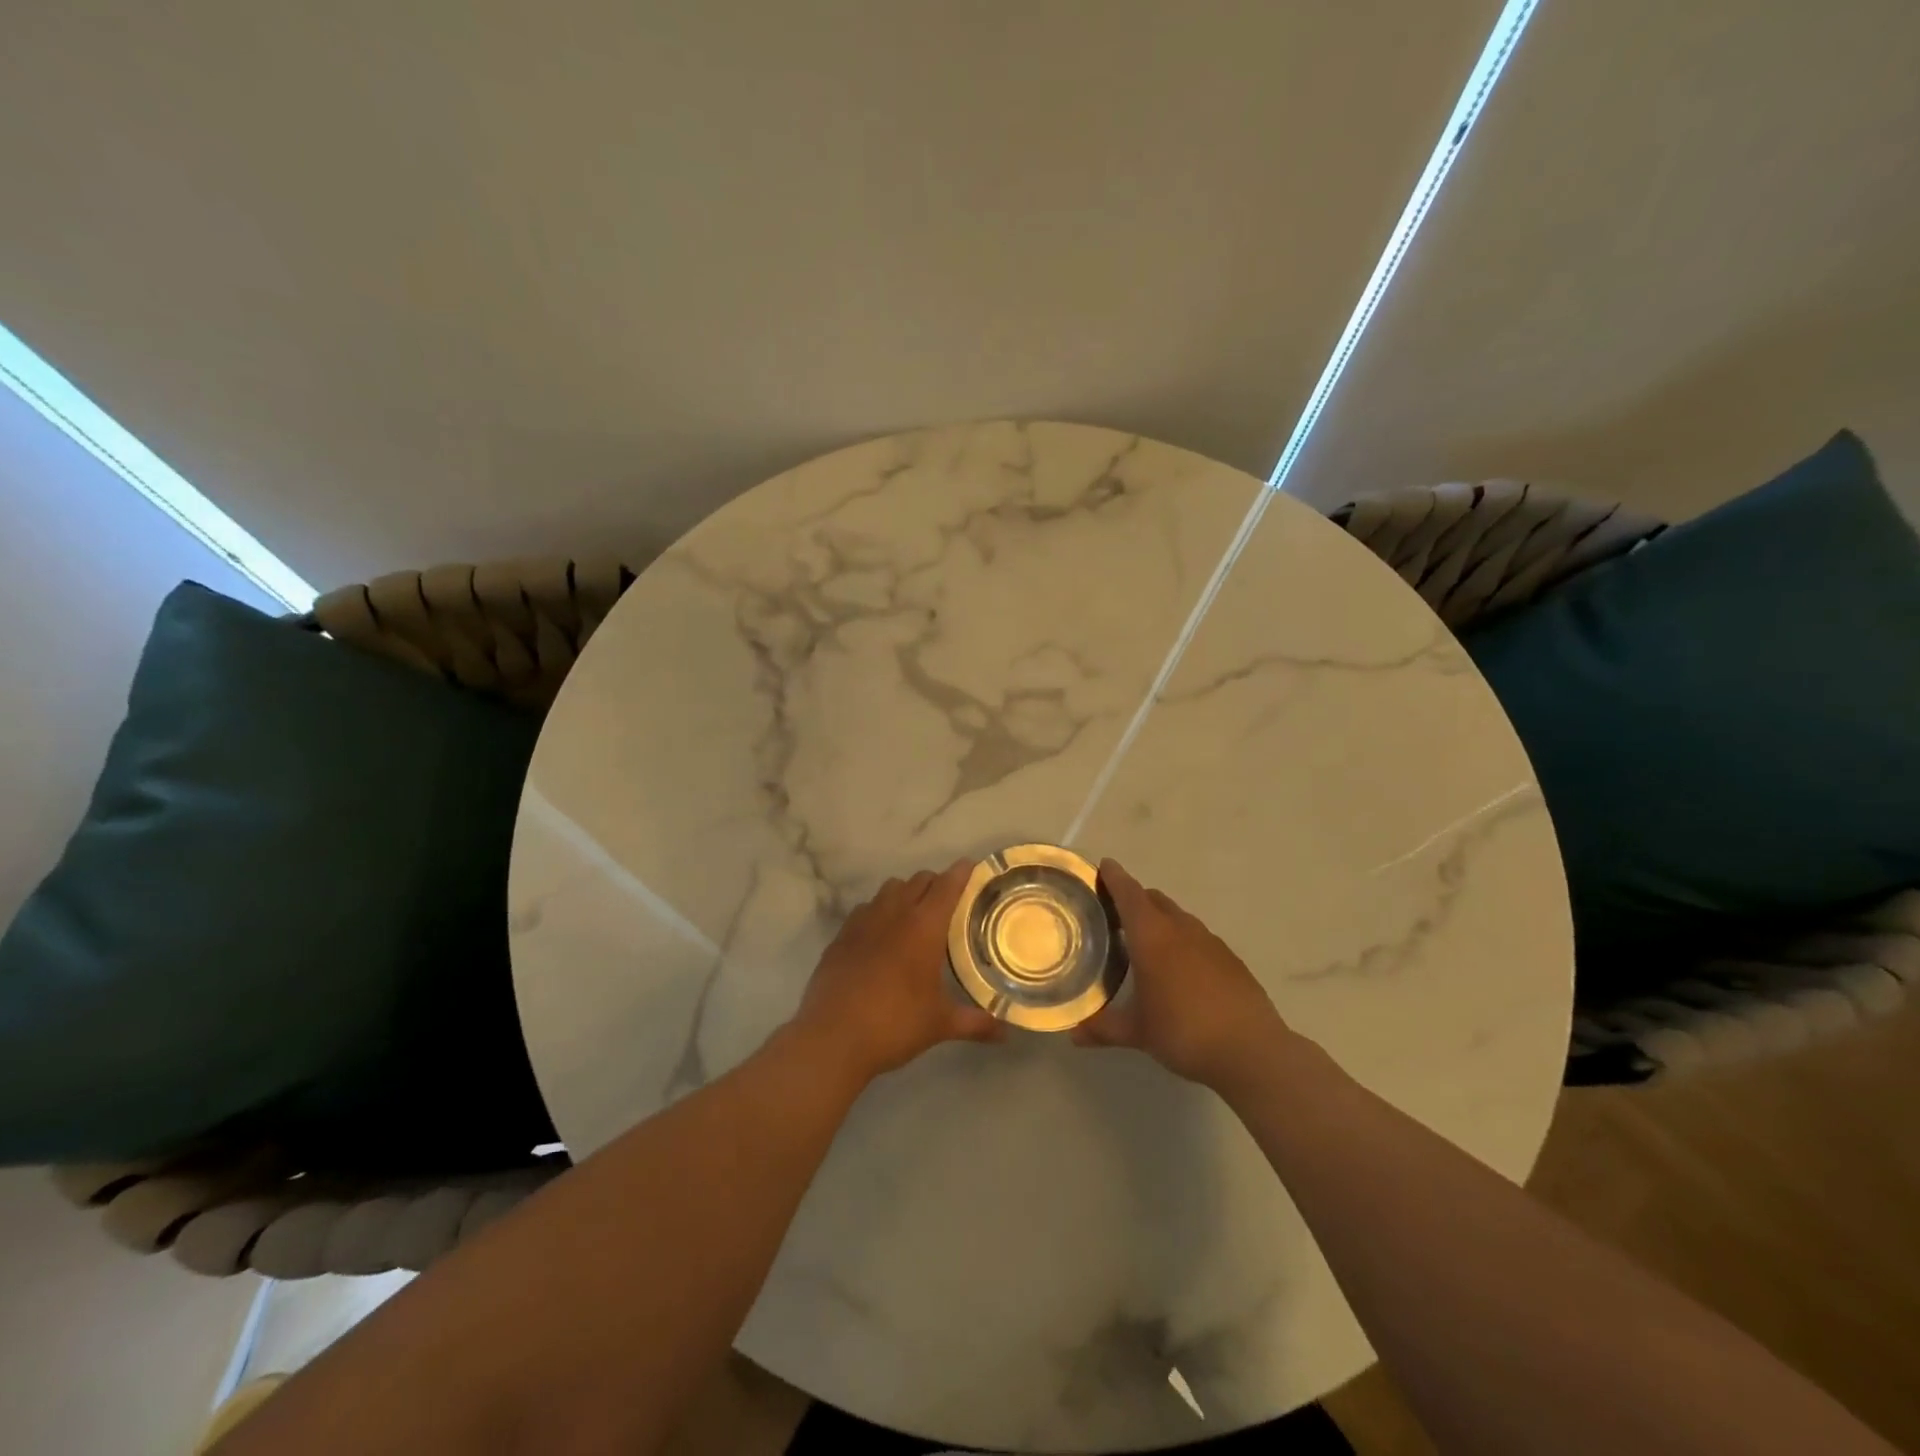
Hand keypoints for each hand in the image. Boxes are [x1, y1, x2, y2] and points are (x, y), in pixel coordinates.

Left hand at [792, 861, 1001, 1086]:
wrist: (832, 1037)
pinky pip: (864, 909)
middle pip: (918, 880)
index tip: (971, 866)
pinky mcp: (840, 936)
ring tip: (914, 915)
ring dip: (905, 893)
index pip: (947, 885)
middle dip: (935, 883)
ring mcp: (862, 921)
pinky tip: (880, 937)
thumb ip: (975, 1023)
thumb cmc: (894, 1024)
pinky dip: (878, 912)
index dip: (961, 872)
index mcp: (924, 927)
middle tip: (948, 902)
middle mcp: (894, 913)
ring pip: (889, 889)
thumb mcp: (940, 1024)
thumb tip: (1006, 1033)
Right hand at [1073, 860, 1291, 1092]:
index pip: (1129, 894)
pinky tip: (1178, 968)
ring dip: (1159, 919)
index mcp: (1152, 936)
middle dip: (1134, 899)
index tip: (1103, 865)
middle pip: (1153, 900)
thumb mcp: (1137, 1032)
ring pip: (1178, 917)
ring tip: (1144, 941)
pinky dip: (1182, 941)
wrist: (1251, 1051)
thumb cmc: (1184, 1032)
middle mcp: (1180, 929)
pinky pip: (1198, 937)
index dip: (1114, 877)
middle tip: (1114, 912)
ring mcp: (1210, 942)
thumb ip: (1102, 1028)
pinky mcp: (1230, 959)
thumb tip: (1072, 1034)